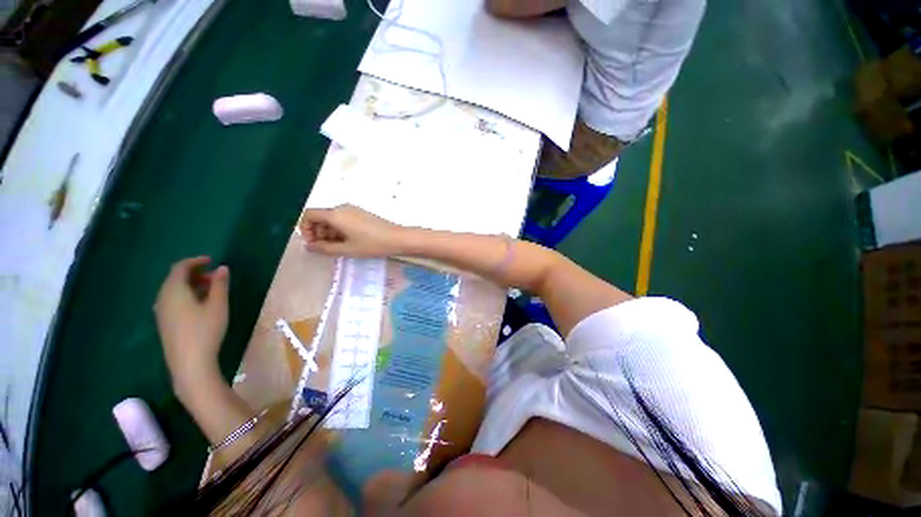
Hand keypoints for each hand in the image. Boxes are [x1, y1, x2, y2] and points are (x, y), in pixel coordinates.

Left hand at [154, 256, 229, 397]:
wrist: (190, 363)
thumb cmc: (205, 330)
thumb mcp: (218, 305)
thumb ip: (219, 285)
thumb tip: (222, 268)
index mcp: (173, 291)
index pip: (180, 267)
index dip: (196, 261)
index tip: (212, 261)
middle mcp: (162, 298)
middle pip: (175, 278)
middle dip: (195, 274)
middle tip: (215, 277)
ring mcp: (161, 312)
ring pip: (174, 290)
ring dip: (191, 285)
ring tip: (211, 290)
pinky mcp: (164, 323)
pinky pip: (172, 301)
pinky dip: (186, 296)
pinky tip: (199, 305)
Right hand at [301, 205, 404, 256]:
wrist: (397, 238)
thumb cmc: (372, 244)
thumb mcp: (346, 249)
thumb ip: (324, 248)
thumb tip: (309, 246)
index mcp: (335, 214)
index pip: (308, 215)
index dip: (305, 229)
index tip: (314, 244)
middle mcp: (342, 208)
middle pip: (320, 217)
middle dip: (318, 233)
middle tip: (328, 249)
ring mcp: (353, 210)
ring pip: (332, 219)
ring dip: (330, 233)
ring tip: (340, 248)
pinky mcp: (361, 214)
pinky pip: (344, 219)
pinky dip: (340, 230)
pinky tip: (350, 242)